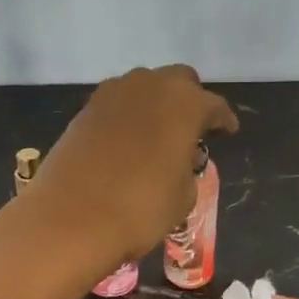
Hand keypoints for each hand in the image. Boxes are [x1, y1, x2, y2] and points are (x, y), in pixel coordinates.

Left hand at [32, 65, 237, 264]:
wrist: (70, 218)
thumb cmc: (140, 208)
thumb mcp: (183, 195)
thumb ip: (188, 168)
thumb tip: (179, 158)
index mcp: (185, 103)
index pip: (214, 105)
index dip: (223, 120)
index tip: (227, 132)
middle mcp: (149, 86)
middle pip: (178, 80)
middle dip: (189, 99)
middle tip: (192, 128)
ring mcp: (112, 94)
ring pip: (143, 86)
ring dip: (155, 103)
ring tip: (157, 133)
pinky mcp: (84, 109)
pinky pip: (116, 104)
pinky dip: (127, 115)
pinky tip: (127, 140)